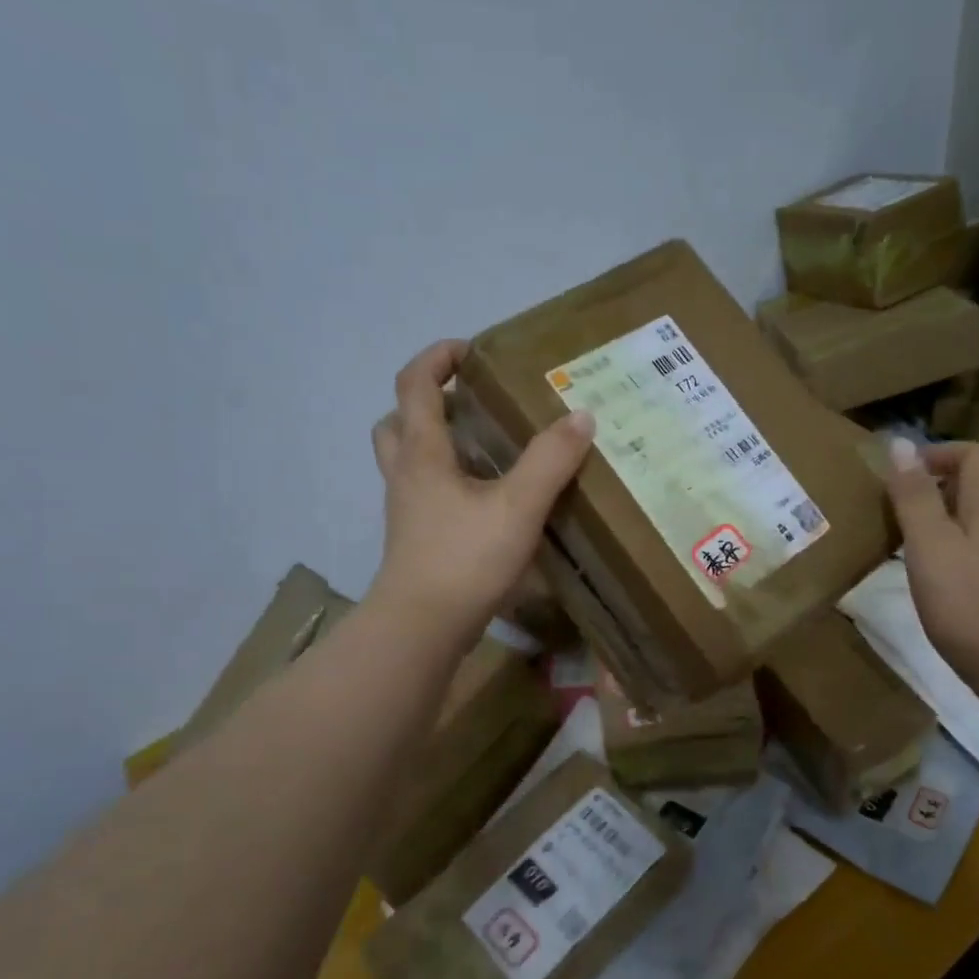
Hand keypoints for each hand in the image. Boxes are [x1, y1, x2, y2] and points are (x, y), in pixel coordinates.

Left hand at [368, 340, 595, 640]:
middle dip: (428, 401)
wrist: (422, 627)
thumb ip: (550, 460)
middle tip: (470, 404)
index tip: (471, 351)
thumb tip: (580, 416)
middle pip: (398, 421)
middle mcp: (406, 474)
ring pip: (407, 459)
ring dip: (434, 442)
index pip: (414, 384)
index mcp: (422, 453)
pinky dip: (446, 480)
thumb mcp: (518, 506)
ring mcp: (406, 510)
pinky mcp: (416, 539)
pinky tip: (485, 498)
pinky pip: (423, 492)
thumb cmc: (465, 558)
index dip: (437, 357)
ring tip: (482, 448)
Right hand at [884, 437, 978, 677]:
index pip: (978, 455)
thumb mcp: (929, 546)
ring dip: (945, 518)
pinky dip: (958, 547)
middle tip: (898, 509)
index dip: (941, 453)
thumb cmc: (969, 603)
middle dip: (938, 486)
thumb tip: (900, 443)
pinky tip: (937, 576)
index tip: (903, 474)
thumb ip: (914, 496)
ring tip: (909, 542)